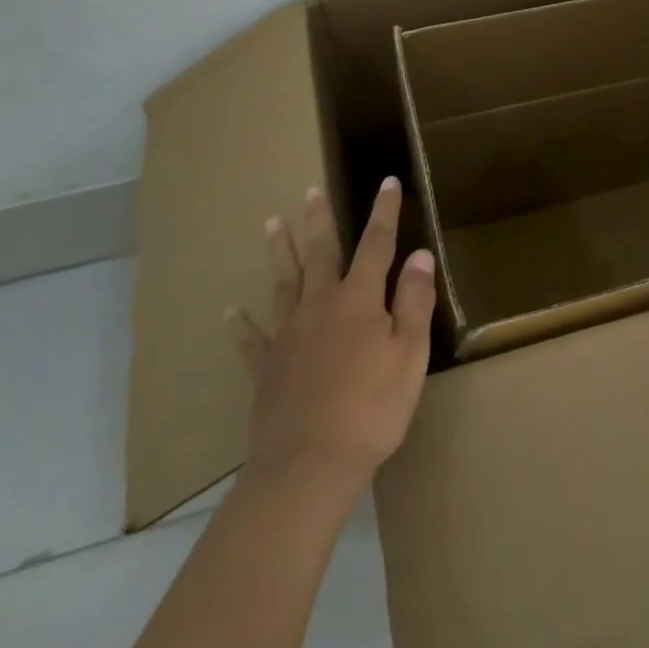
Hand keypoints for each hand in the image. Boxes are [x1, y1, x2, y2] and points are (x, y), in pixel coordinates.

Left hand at [225, 177, 434, 497]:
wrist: (309, 465)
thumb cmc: (372, 409)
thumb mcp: (410, 354)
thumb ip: (415, 302)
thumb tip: (419, 255)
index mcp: (359, 300)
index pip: (376, 244)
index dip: (384, 212)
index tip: (387, 181)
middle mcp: (320, 305)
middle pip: (321, 253)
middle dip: (319, 220)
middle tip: (310, 191)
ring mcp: (288, 335)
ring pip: (284, 283)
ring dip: (280, 252)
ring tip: (272, 224)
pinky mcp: (266, 367)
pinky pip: (251, 338)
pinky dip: (240, 323)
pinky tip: (229, 311)